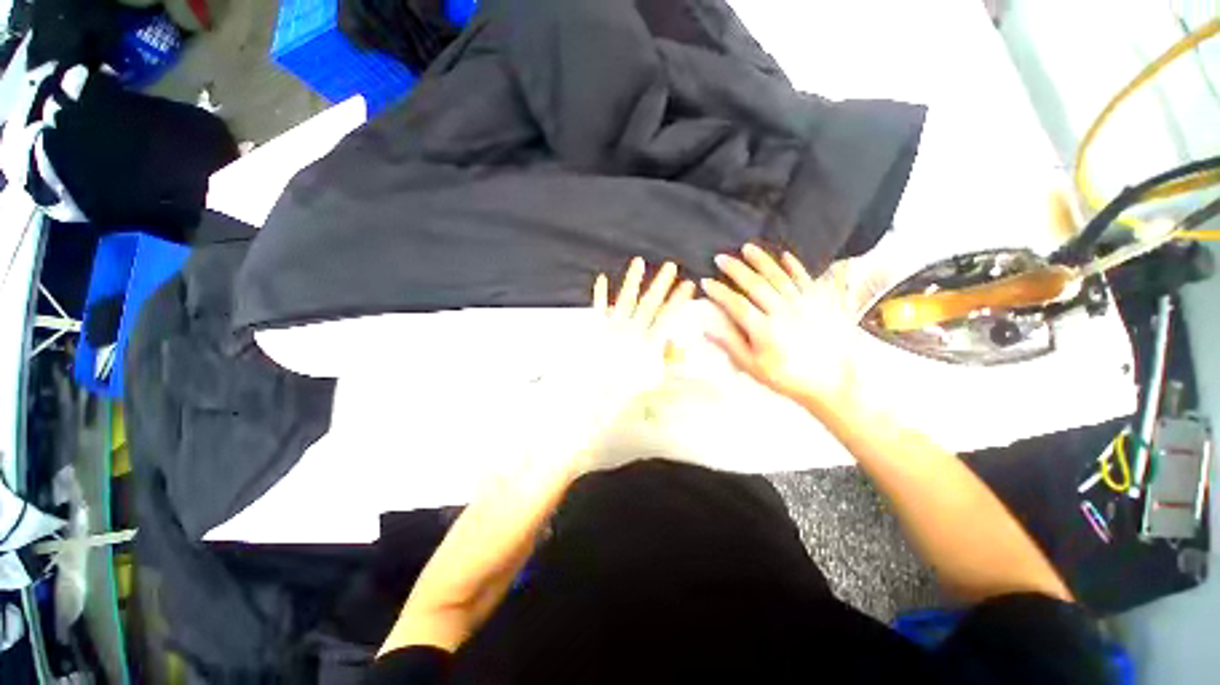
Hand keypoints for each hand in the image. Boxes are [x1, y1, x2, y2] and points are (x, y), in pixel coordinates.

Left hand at [537, 258, 692, 472]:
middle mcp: (631, 330)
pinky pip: (598, 308)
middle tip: (671, 265)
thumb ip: (667, 360)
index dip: (679, 300)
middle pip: (649, 303)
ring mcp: (612, 327)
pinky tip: (600, 278)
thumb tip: (677, 342)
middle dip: (661, 283)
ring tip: (638, 262)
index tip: (688, 284)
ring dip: (632, 281)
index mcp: (646, 342)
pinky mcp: (595, 329)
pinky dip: (599, 294)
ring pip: (625, 299)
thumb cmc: (623, 392)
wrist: (591, 397)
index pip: (667, 316)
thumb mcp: (652, 380)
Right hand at [700, 244, 862, 413]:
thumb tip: (707, 328)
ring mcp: (803, 304)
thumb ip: (730, 345)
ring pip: (778, 276)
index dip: (719, 292)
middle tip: (721, 257)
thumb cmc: (786, 377)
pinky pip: (806, 278)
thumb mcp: (753, 367)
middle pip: (755, 284)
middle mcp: (782, 311)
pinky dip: (795, 266)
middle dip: (735, 269)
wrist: (831, 382)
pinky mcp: (821, 302)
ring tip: (747, 247)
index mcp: (763, 329)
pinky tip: (784, 255)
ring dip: (761, 260)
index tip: (705, 281)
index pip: (735, 304)